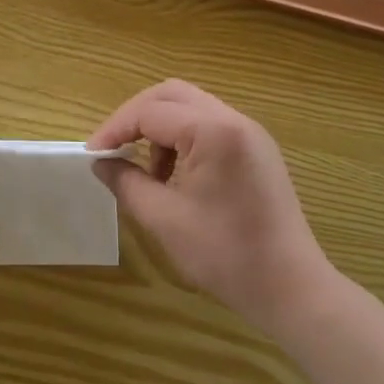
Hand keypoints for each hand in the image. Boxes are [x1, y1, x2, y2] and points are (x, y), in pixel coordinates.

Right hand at [89, 80, 331, 333]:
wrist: (291, 288)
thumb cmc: (225, 254)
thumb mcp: (164, 219)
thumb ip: (126, 183)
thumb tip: (101, 163)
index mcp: (214, 131)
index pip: (150, 112)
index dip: (115, 129)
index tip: (92, 156)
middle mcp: (235, 120)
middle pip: (172, 95)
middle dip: (136, 117)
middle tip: (113, 148)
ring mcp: (250, 134)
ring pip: (191, 108)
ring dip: (160, 128)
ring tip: (148, 172)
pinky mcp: (257, 151)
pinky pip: (210, 126)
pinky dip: (183, 139)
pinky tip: (175, 176)